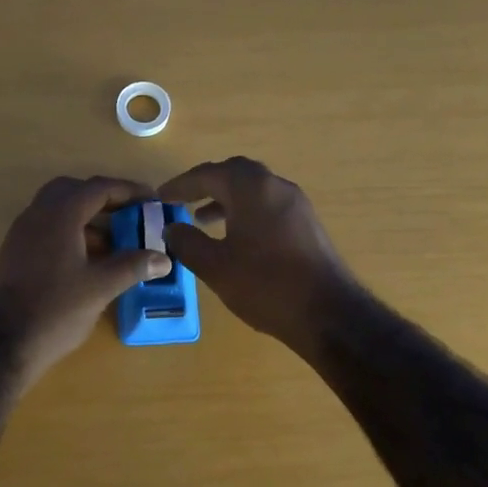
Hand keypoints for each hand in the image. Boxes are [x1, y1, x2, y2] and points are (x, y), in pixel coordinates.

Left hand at [0, 175, 171, 385]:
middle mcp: (37, 215)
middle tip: (129, 215)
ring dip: (86, 217)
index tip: (152, 200)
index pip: (98, 187)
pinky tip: (88, 260)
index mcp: (60, 215)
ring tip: (115, 241)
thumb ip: (133, 266)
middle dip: (104, 199)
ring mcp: (21, 233)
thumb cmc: (55, 310)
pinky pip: (46, 228)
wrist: (2, 343)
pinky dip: (70, 233)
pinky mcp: (14, 253)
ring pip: (57, 210)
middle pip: (73, 191)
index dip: (128, 190)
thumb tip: (163, 259)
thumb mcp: (101, 287)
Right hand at [159, 157, 358, 353]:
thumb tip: (171, 228)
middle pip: (235, 174)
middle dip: (206, 185)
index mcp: (251, 188)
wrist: (327, 313)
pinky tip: (235, 238)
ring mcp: (296, 204)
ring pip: (254, 190)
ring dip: (226, 199)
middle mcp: (276, 186)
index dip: (181, 185)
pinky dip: (245, 212)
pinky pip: (268, 205)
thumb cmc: (265, 284)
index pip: (208, 174)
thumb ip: (187, 242)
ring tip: (202, 220)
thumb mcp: (215, 266)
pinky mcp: (306, 224)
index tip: (160, 197)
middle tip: (182, 200)